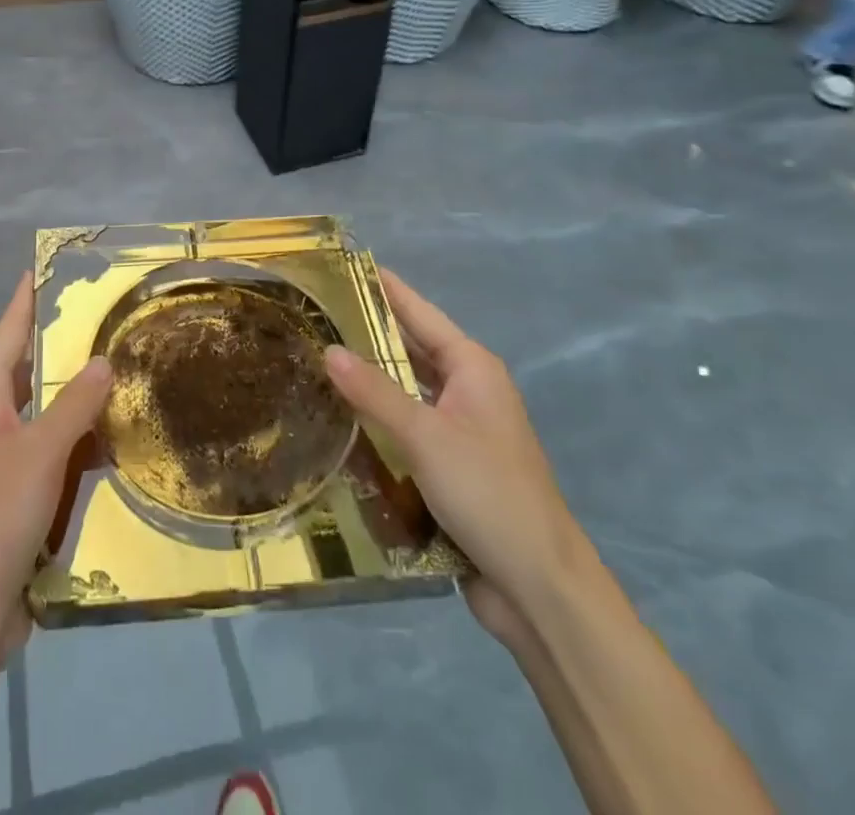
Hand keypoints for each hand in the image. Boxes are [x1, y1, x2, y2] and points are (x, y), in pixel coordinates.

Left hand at [0, 273, 111, 661]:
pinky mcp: (20, 491)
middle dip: (65, 344)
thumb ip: (74, 404)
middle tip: (109, 317)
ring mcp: (5, 457)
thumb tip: (103, 360)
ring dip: (80, 395)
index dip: (27, 299)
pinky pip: (56, 450)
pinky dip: (82, 439)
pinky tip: (117, 436)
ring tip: (125, 368)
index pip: (9, 332)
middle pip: (31, 368)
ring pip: (48, 410)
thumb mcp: (40, 453)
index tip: (45, 267)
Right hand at [323, 268, 586, 638]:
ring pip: (407, 390)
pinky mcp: (452, 465)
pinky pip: (408, 427)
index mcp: (472, 368)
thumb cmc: (487, 492)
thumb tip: (328, 349)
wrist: (539, 587)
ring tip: (318, 360)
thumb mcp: (424, 436)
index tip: (343, 267)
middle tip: (315, 314)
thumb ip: (374, 392)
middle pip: (412, 349)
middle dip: (368, 333)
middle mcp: (469, 390)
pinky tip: (342, 419)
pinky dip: (378, 419)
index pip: (419, 312)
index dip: (383, 288)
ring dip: (371, 379)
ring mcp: (462, 429)